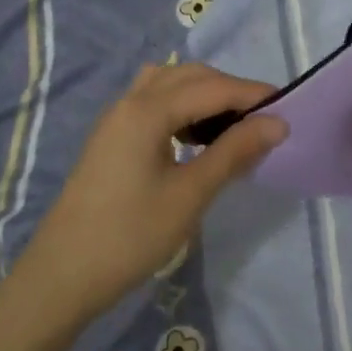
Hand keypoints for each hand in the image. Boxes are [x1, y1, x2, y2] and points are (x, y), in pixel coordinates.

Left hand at [17, 63, 285, 325]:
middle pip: (190, 75)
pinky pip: (153, 102)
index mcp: (148, 110)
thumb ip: (234, 152)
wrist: (62, 275)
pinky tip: (195, 136)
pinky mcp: (111, 136)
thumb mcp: (190, 195)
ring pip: (169, 84)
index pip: (212, 87)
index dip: (252, 94)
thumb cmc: (130, 236)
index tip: (288, 107)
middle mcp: (130, 101)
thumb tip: (277, 123)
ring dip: (204, 94)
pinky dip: (181, 106)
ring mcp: (116, 118)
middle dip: (229, 89)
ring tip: (232, 125)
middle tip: (263, 119)